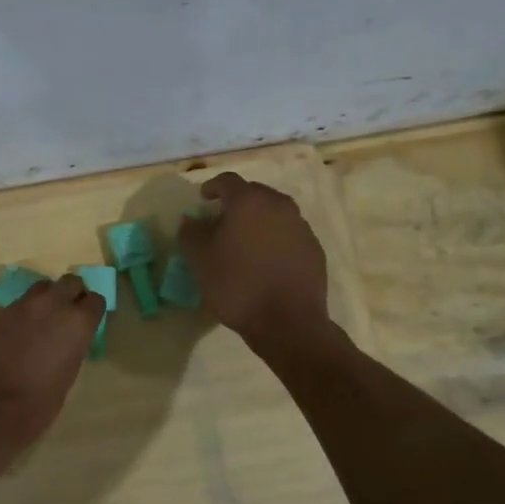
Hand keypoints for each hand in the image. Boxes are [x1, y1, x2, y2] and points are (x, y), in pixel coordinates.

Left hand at [0, 274, 105, 452]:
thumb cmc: (38, 404)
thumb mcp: (68, 375)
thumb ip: (71, 347)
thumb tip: (67, 339)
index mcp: (77, 323)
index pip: (95, 300)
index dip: (91, 310)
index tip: (88, 321)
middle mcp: (51, 305)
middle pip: (69, 282)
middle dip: (71, 294)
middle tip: (66, 313)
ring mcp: (20, 306)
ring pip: (40, 288)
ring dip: (45, 299)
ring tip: (40, 321)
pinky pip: (15, 306)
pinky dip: (20, 315)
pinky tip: (13, 336)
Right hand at [177, 172, 330, 347]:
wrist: (287, 322)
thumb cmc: (237, 285)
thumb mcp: (200, 260)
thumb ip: (190, 233)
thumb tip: (190, 219)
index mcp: (248, 202)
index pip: (228, 181)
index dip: (213, 187)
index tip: (204, 199)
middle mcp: (279, 206)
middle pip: (254, 194)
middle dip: (237, 204)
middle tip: (222, 222)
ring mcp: (301, 226)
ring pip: (275, 214)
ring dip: (258, 221)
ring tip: (245, 243)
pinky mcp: (314, 249)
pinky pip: (289, 234)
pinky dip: (275, 239)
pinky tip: (266, 262)